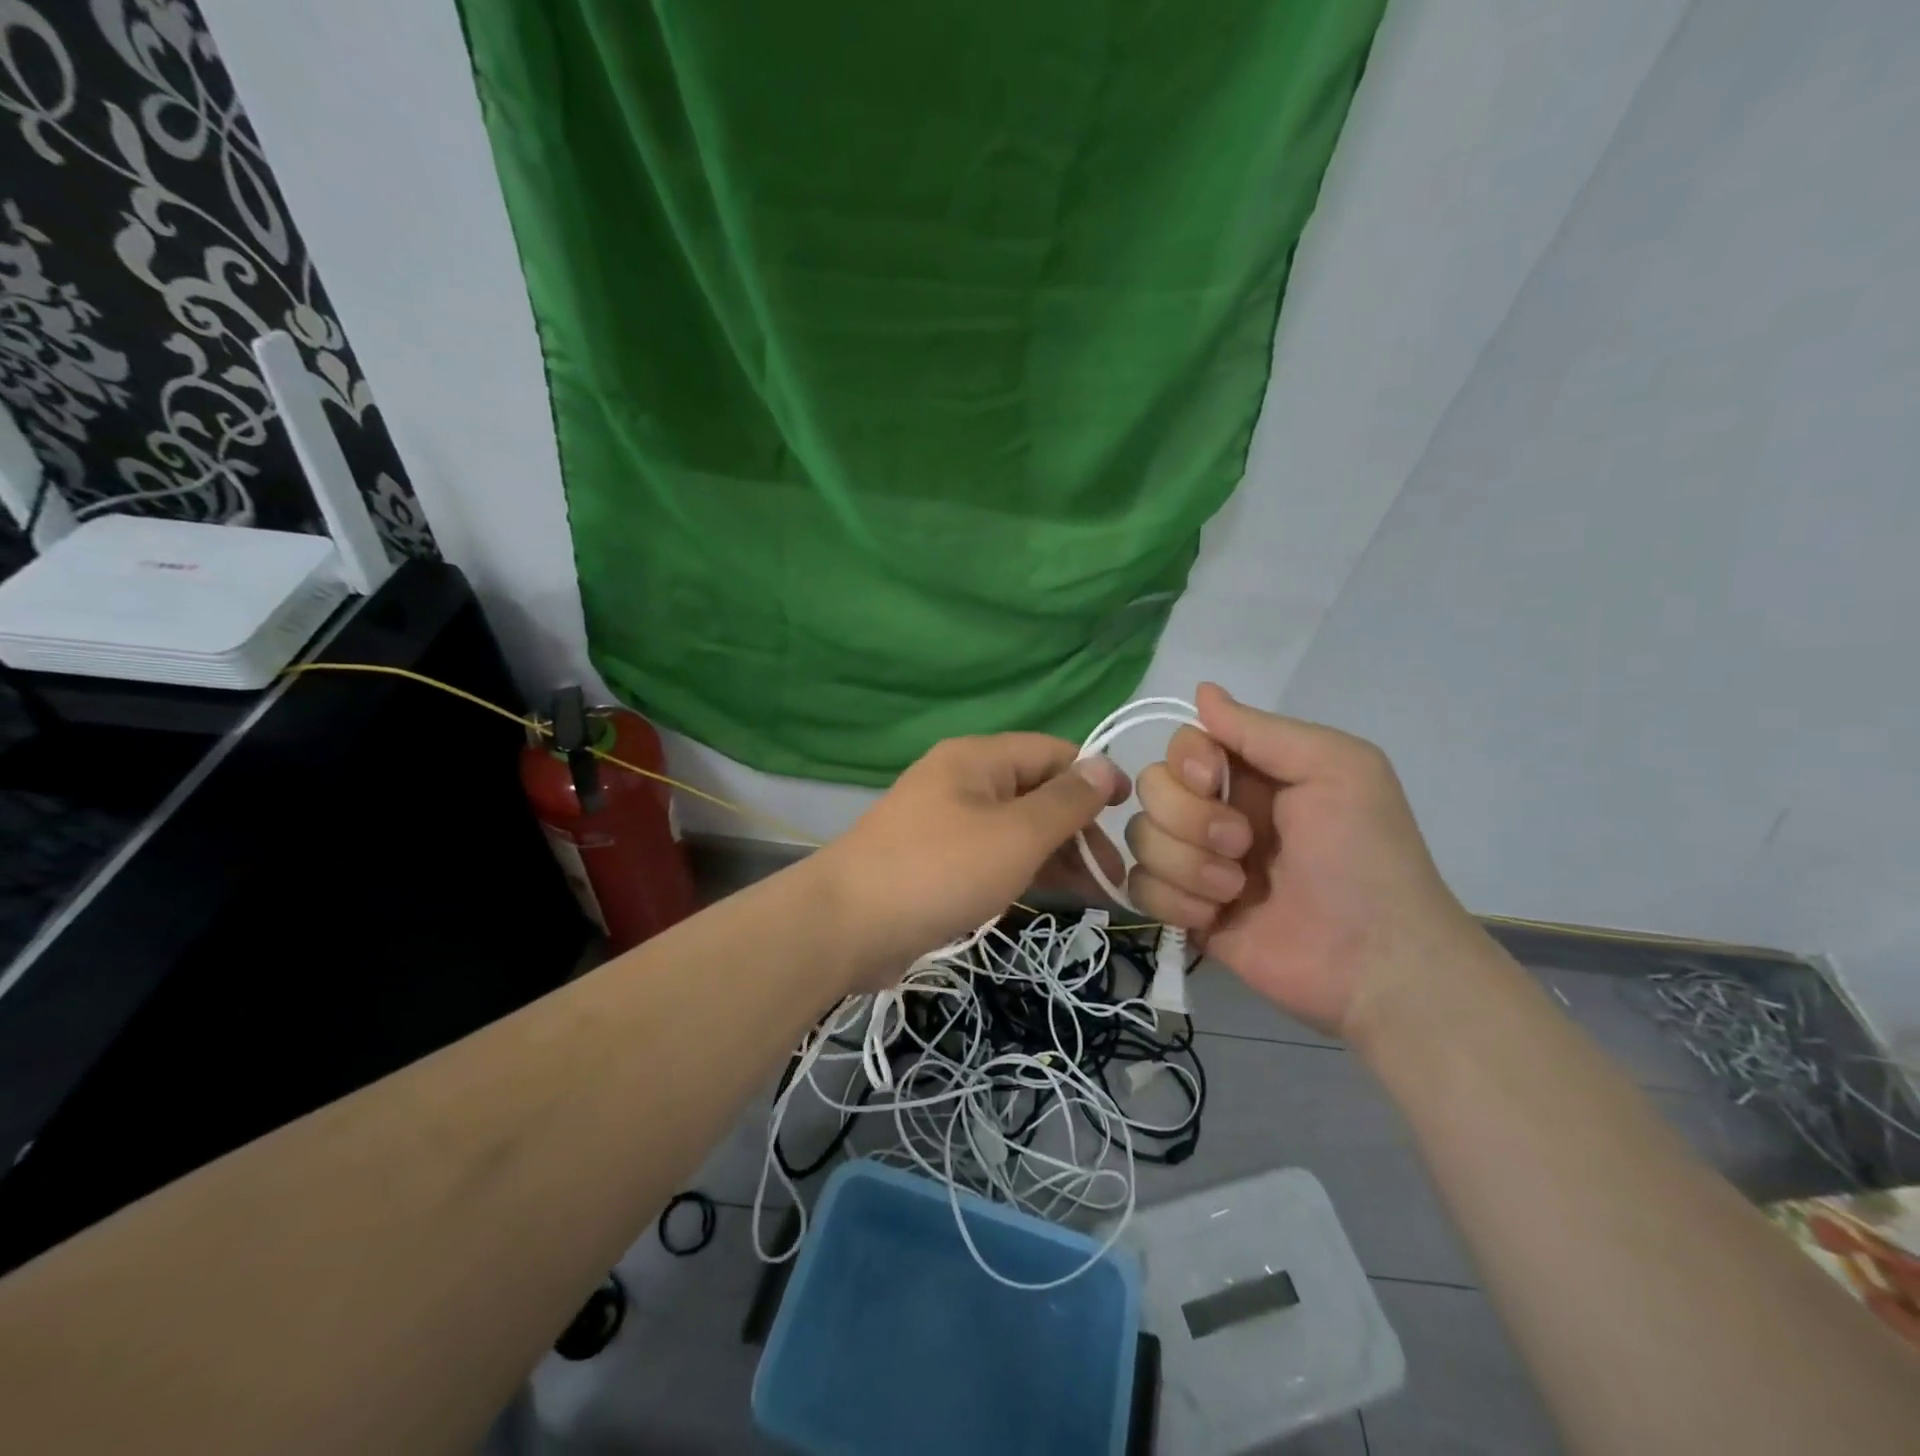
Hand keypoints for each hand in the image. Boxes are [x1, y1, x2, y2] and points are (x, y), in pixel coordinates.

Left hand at [817, 734, 1126, 986]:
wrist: (847, 925)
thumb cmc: (940, 870)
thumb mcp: (1016, 835)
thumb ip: (1066, 801)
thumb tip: (1105, 764)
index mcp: (978, 759)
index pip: (1052, 752)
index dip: (1094, 777)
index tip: (1129, 816)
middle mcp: (960, 781)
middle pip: (1035, 791)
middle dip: (1078, 827)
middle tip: (1113, 874)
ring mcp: (943, 822)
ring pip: (1014, 828)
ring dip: (1055, 854)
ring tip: (1095, 893)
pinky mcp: (933, 861)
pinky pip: (990, 855)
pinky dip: (1022, 871)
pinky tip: (1048, 896)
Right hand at [1123, 683, 1483, 1038]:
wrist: (1375, 962)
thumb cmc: (1364, 856)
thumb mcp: (1336, 769)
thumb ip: (1262, 729)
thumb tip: (1202, 690)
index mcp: (1250, 774)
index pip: (1181, 745)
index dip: (1185, 761)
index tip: (1213, 780)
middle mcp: (1216, 811)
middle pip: (1151, 788)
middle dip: (1189, 819)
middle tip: (1243, 846)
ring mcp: (1196, 863)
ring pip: (1140, 838)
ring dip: (1186, 865)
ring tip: (1236, 890)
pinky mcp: (1184, 910)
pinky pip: (1139, 888)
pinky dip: (1174, 901)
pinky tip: (1216, 916)